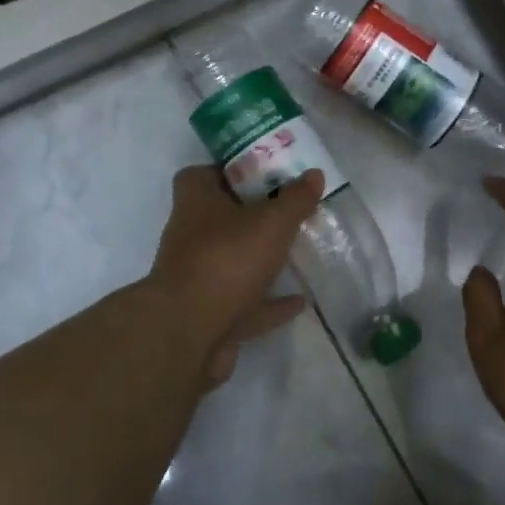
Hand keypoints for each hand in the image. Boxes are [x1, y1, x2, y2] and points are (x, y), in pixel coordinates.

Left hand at [149, 164, 322, 385]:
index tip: (262, 172)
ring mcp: (197, 278)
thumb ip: (295, 198)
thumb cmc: (227, 259)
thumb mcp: (271, 221)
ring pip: (231, 261)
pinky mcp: (209, 316)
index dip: (229, 170)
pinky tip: (300, 301)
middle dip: (251, 215)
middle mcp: (190, 236)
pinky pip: (244, 303)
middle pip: (219, 218)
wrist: (189, 334)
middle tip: (287, 209)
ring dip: (259, 259)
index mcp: (196, 202)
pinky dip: (269, 302)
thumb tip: (315, 173)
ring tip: (296, 251)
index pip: (201, 174)